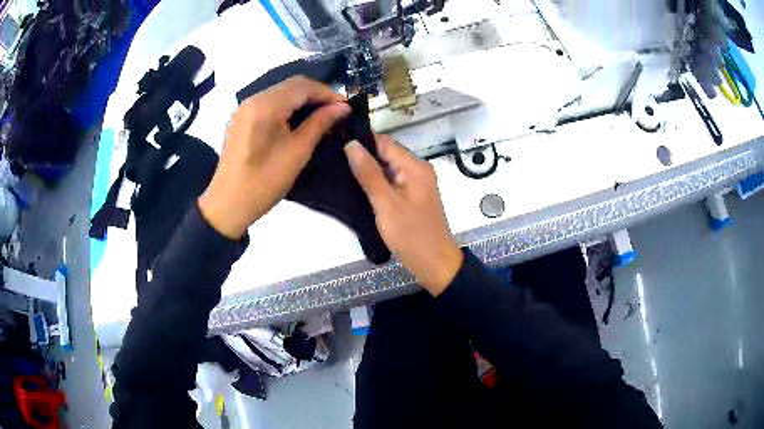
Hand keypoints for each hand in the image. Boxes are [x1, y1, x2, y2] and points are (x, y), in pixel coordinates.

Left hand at [199, 77, 350, 238]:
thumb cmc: (264, 182)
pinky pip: (269, 103)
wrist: (228, 205)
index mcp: (265, 105)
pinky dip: (287, 106)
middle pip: (291, 85)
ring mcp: (244, 108)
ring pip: (280, 93)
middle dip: (316, 94)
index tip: (347, 107)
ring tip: (322, 114)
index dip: (328, 93)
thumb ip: (320, 123)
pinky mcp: (241, 119)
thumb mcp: (297, 152)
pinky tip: (299, 119)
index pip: (303, 86)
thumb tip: (342, 107)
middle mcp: (253, 99)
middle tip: (337, 110)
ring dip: (303, 99)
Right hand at [344, 135, 462, 295]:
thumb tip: (351, 144)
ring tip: (340, 175)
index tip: (336, 148)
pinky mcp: (411, 196)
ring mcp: (415, 183)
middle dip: (362, 158)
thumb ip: (368, 173)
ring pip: (386, 169)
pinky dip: (375, 184)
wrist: (434, 263)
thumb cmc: (411, 235)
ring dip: (367, 172)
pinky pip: (390, 182)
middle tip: (334, 165)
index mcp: (414, 166)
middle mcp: (417, 169)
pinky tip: (357, 189)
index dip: (361, 143)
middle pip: (385, 154)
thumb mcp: (386, 204)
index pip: (384, 142)